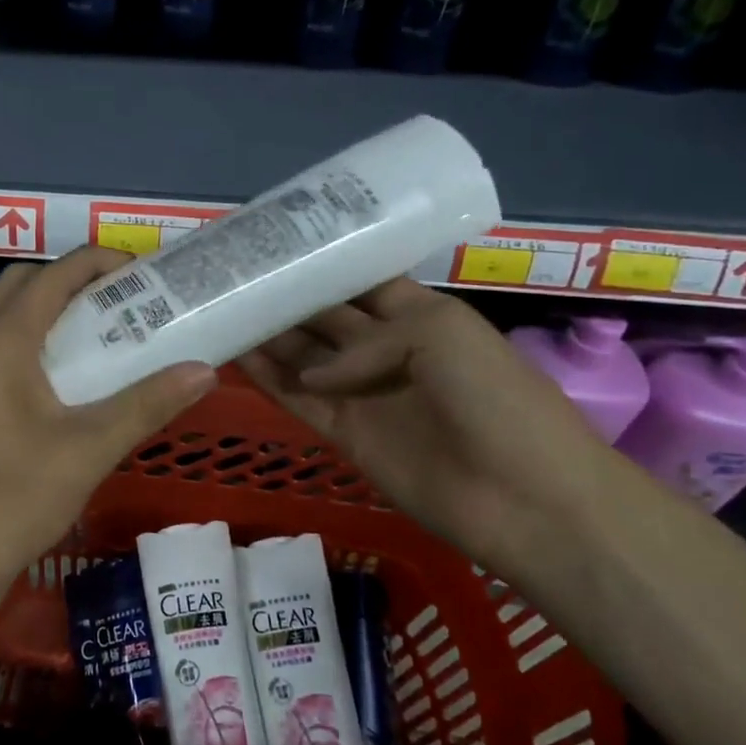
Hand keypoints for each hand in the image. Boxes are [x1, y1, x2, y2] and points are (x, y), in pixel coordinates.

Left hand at [0, 247, 215, 605]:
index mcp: (2, 339)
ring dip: (51, 312)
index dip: (101, 263)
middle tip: (122, 304)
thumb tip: (204, 371)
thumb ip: (147, 403)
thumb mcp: (90, 448)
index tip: (144, 274)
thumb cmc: (14, 497)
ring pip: (7, 316)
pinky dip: (32, 342)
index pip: (56, 273)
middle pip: (25, 284)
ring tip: (102, 337)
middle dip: (73, 281)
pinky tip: (66, 383)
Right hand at [238, 279, 629, 561]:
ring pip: (301, 357)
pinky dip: (266, 379)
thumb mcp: (438, 334)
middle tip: (228, 278)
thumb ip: (363, 341)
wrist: (528, 498)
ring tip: (218, 310)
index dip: (317, 265)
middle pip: (321, 318)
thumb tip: (314, 374)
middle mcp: (383, 348)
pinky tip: (232, 354)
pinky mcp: (344, 433)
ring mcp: (361, 392)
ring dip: (265, 337)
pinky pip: (297, 399)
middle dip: (282, 299)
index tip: (268, 246)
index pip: (356, 282)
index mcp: (415, 313)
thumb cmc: (495, 396)